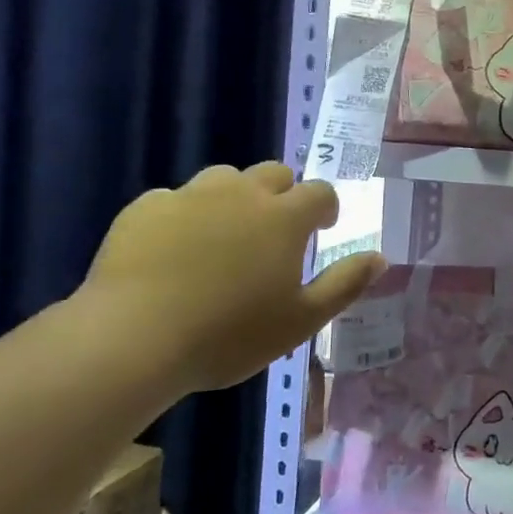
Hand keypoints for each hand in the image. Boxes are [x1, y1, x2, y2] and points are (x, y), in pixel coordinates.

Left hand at [81, 162, 384, 392]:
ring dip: (234, 198)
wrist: (132, 339)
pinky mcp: (145, 208)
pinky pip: (175, 199)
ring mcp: (190, 196)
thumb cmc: (229, 334)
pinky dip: (184, 216)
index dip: (325, 208)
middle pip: (273, 174)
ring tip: (224, 237)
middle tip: (275, 233)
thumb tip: (381, 257)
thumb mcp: (301, 320)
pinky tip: (173, 251)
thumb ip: (345, 284)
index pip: (320, 192)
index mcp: (285, 217)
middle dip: (282, 195)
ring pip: (223, 179)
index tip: (322, 228)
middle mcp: (242, 193)